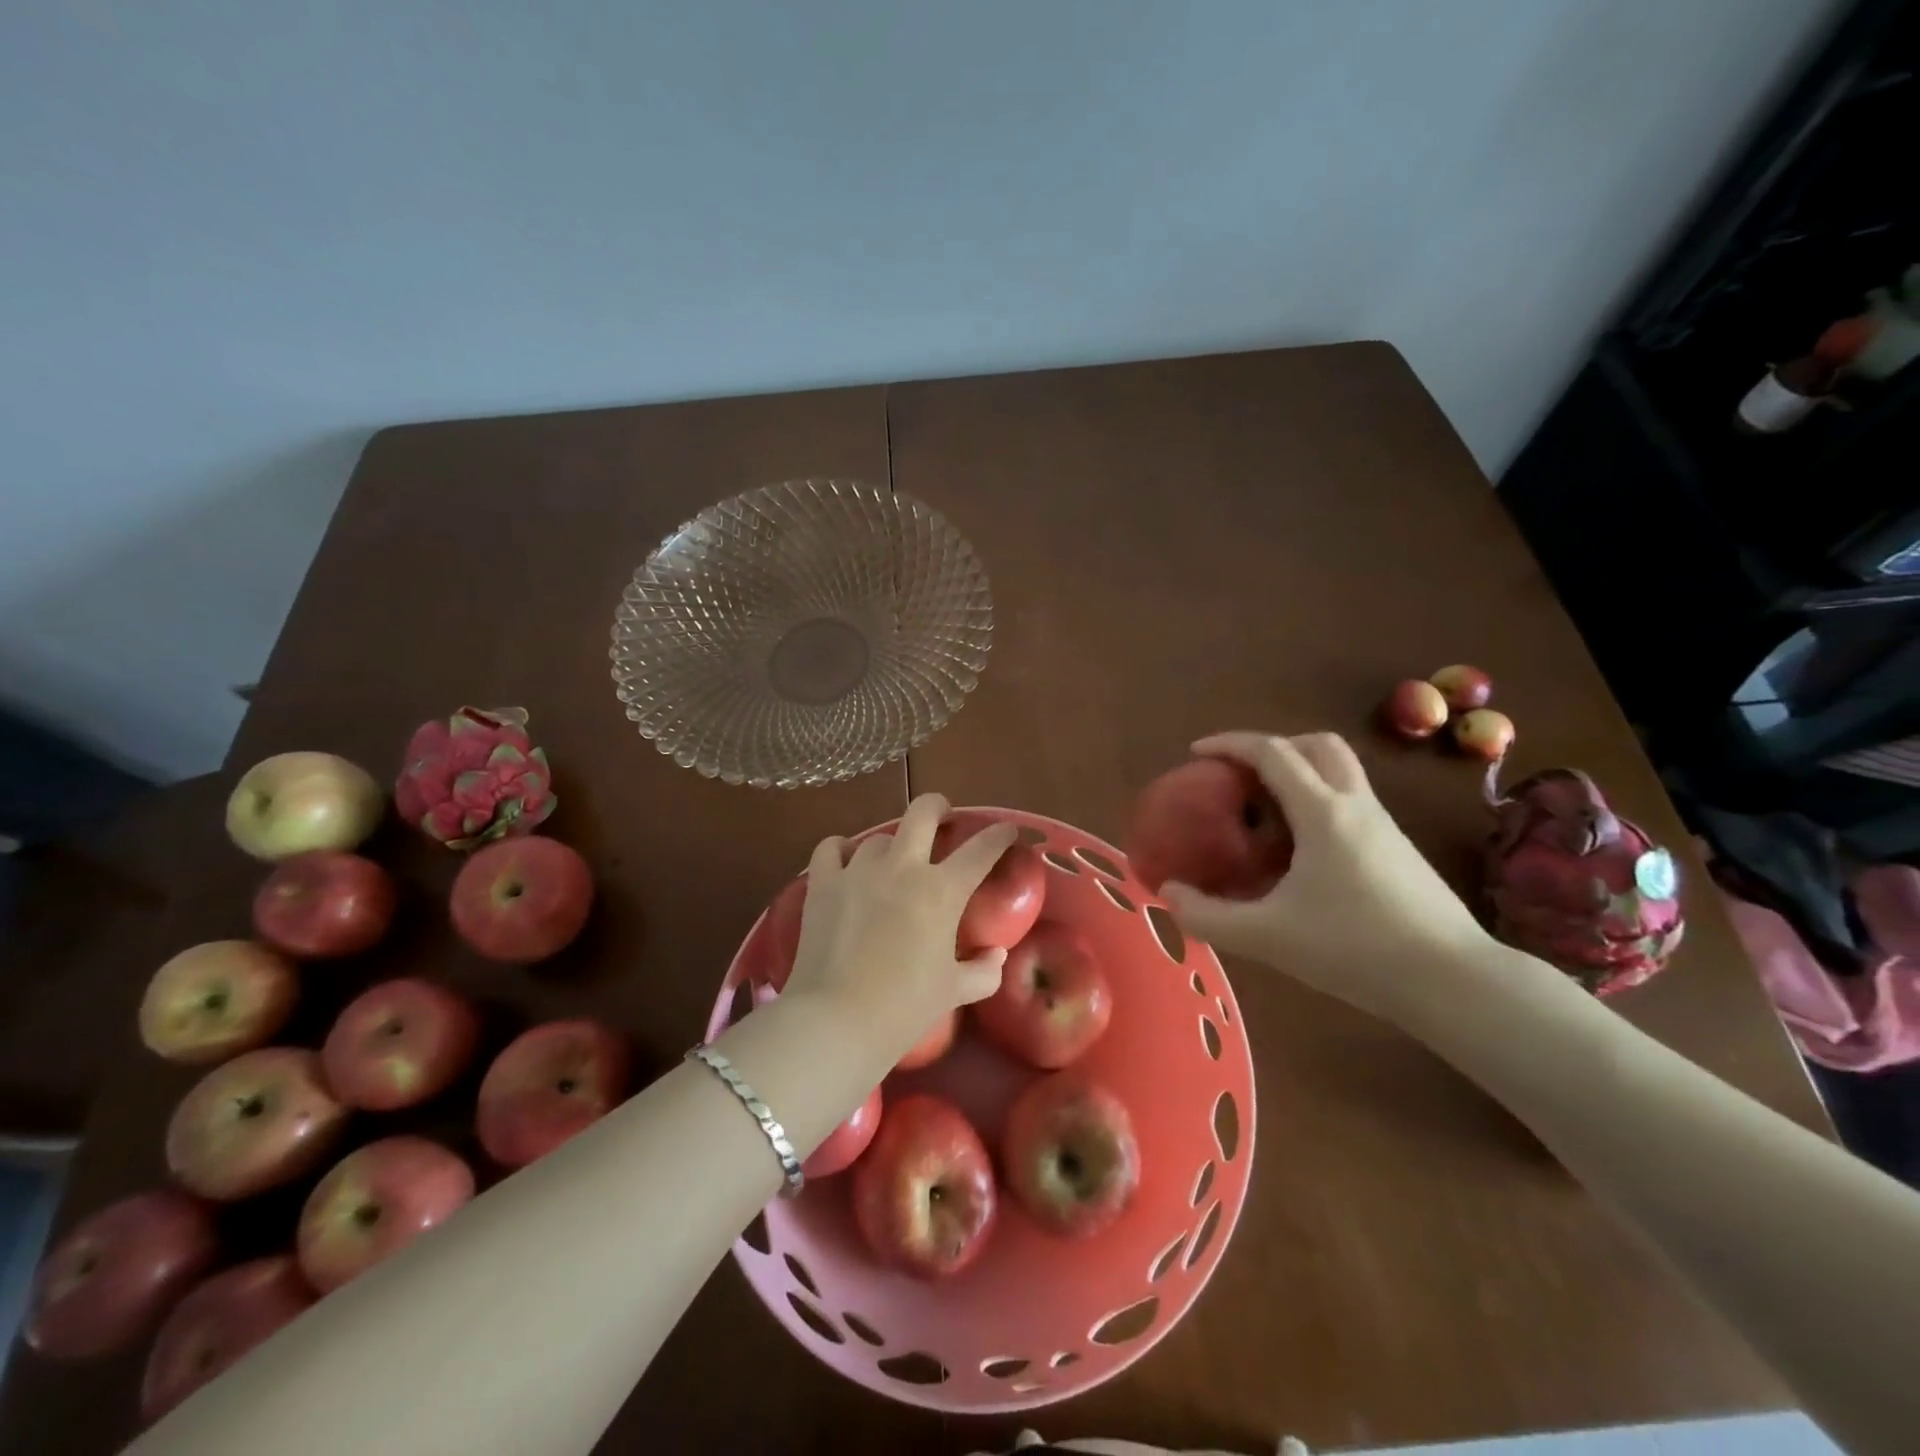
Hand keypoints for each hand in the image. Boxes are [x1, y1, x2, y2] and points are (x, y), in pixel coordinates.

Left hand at [785, 793, 1017, 1063]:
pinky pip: (831, 848)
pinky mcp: (822, 883)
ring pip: (879, 836)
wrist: (836, 1021)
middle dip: (938, 807)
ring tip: (891, 862)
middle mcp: (902, 868)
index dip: (999, 835)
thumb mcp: (953, 992)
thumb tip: (996, 955)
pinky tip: (846, 862)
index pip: (981, 849)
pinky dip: (841, 850)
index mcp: (942, 891)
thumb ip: (983, 970)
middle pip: (923, 811)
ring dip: (891, 845)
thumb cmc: (904, 1008)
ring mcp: (858, 871)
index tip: (1007, 831)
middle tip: (943, 818)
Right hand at [1160, 732, 1496, 1025]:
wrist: (1453, 981)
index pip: (1272, 752)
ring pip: (1340, 772)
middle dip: (1273, 747)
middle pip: (1317, 745)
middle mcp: (1355, 805)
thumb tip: (1168, 894)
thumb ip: (1209, 917)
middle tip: (1241, 776)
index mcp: (1322, 812)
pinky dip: (1318, 803)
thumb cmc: (1355, 948)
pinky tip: (1301, 852)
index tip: (1196, 753)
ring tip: (1265, 814)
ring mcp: (1383, 825)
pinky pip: (1350, 802)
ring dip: (1299, 774)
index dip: (1230, 743)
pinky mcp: (1398, 849)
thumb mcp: (1268, 937)